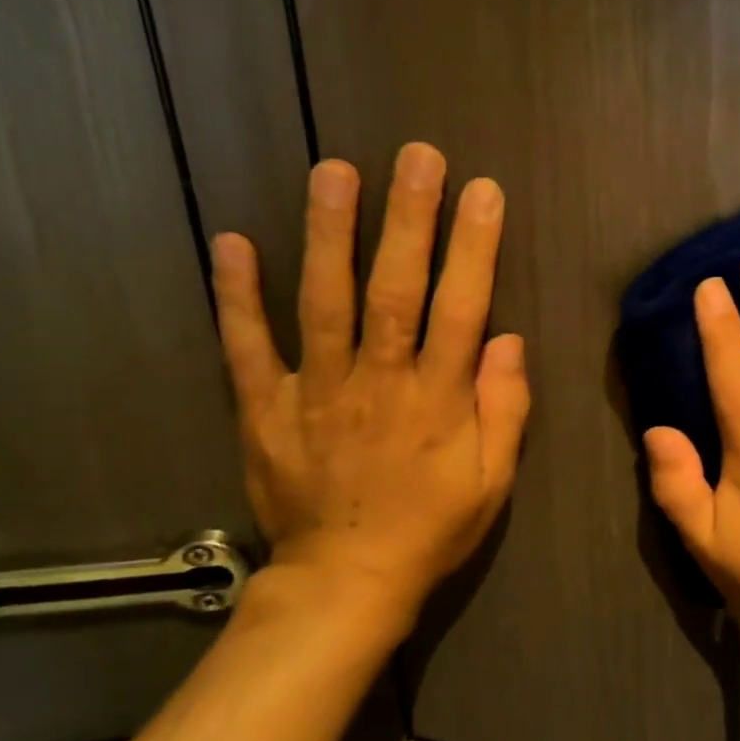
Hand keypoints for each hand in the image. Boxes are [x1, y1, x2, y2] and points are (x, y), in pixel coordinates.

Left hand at [210, 144, 528, 636]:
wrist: (345, 584)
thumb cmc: (430, 528)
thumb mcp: (493, 482)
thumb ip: (505, 410)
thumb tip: (508, 339)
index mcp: (437, 401)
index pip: (461, 309)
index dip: (473, 248)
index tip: (482, 192)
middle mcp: (378, 384)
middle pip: (395, 291)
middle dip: (408, 220)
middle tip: (416, 157)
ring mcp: (316, 393)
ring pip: (324, 303)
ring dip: (329, 235)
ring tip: (334, 171)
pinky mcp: (265, 409)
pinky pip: (247, 348)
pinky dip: (236, 296)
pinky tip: (230, 242)